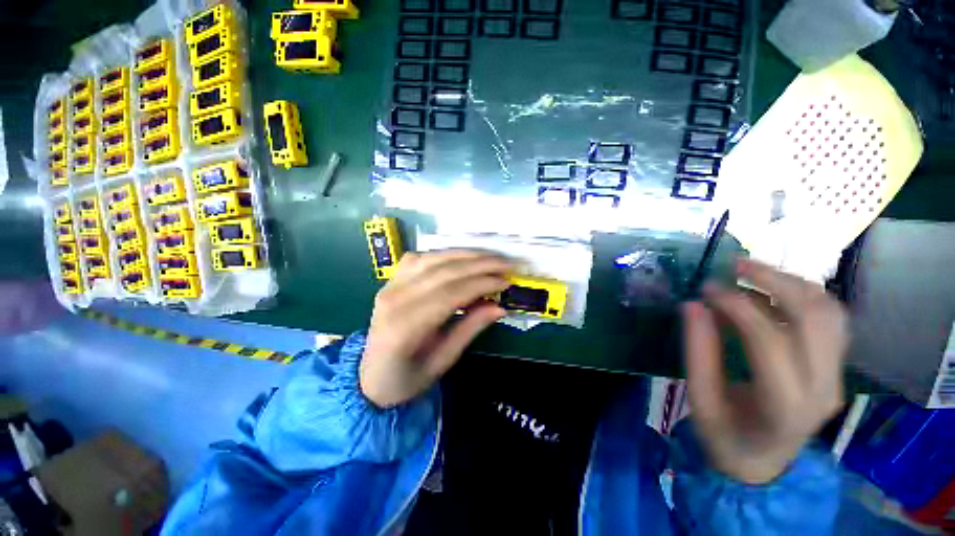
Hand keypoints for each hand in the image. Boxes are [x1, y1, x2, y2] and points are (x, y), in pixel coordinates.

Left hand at [360, 250, 512, 407]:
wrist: (370, 377)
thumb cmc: (407, 378)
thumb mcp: (443, 361)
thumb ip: (470, 329)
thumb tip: (500, 306)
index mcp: (406, 326)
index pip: (451, 293)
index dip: (482, 283)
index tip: (506, 281)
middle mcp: (395, 298)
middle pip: (444, 271)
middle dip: (480, 264)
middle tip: (507, 263)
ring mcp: (390, 285)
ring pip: (433, 258)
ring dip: (466, 254)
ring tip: (491, 257)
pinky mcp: (391, 280)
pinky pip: (420, 258)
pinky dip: (444, 254)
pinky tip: (461, 258)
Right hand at [682, 259, 847, 484]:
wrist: (764, 461)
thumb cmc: (725, 435)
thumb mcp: (699, 399)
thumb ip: (697, 352)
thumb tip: (692, 305)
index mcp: (784, 405)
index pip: (770, 341)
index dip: (738, 307)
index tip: (706, 288)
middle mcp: (822, 388)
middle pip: (814, 318)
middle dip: (774, 281)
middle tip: (734, 264)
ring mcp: (837, 377)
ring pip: (830, 312)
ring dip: (792, 282)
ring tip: (751, 271)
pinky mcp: (837, 368)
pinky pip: (832, 319)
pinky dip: (804, 294)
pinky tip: (774, 289)